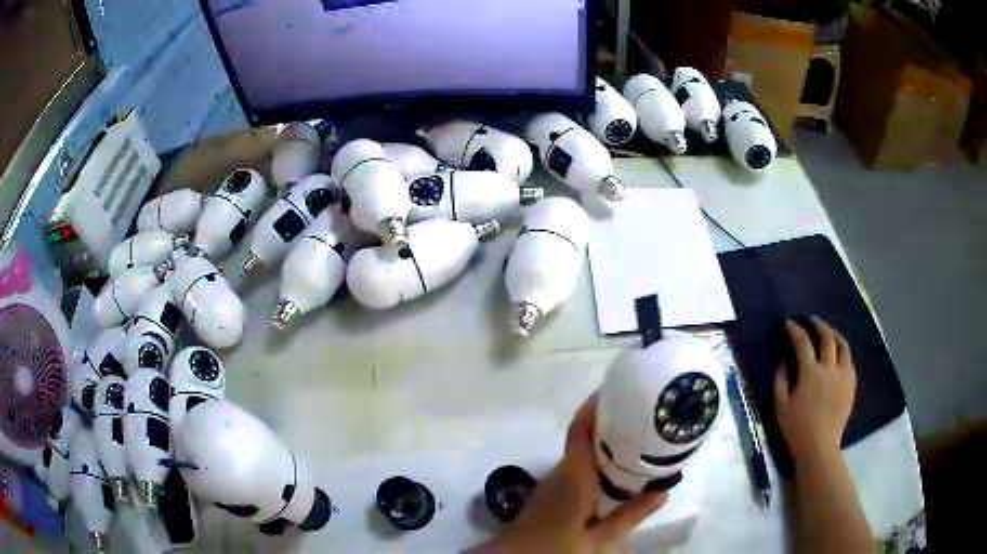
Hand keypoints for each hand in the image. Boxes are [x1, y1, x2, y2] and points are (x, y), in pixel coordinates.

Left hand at [480, 396, 666, 553]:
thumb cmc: (556, 547)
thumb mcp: (599, 539)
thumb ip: (630, 515)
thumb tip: (663, 491)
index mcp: (573, 476)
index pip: (580, 430)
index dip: (595, 406)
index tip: (617, 387)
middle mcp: (561, 471)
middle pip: (584, 436)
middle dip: (610, 422)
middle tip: (643, 412)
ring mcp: (554, 481)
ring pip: (582, 452)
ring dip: (605, 441)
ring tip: (638, 435)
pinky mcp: (553, 492)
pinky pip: (578, 466)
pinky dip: (597, 460)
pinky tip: (617, 469)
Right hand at [774, 318, 856, 469]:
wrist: (819, 448)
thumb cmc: (796, 429)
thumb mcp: (780, 406)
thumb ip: (780, 379)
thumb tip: (783, 360)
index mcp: (810, 373)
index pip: (803, 342)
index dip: (795, 330)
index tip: (789, 324)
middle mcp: (829, 368)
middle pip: (827, 337)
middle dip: (818, 325)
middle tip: (811, 320)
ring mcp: (843, 376)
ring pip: (843, 346)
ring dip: (834, 335)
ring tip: (828, 332)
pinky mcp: (850, 385)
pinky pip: (849, 361)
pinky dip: (843, 353)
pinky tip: (838, 356)